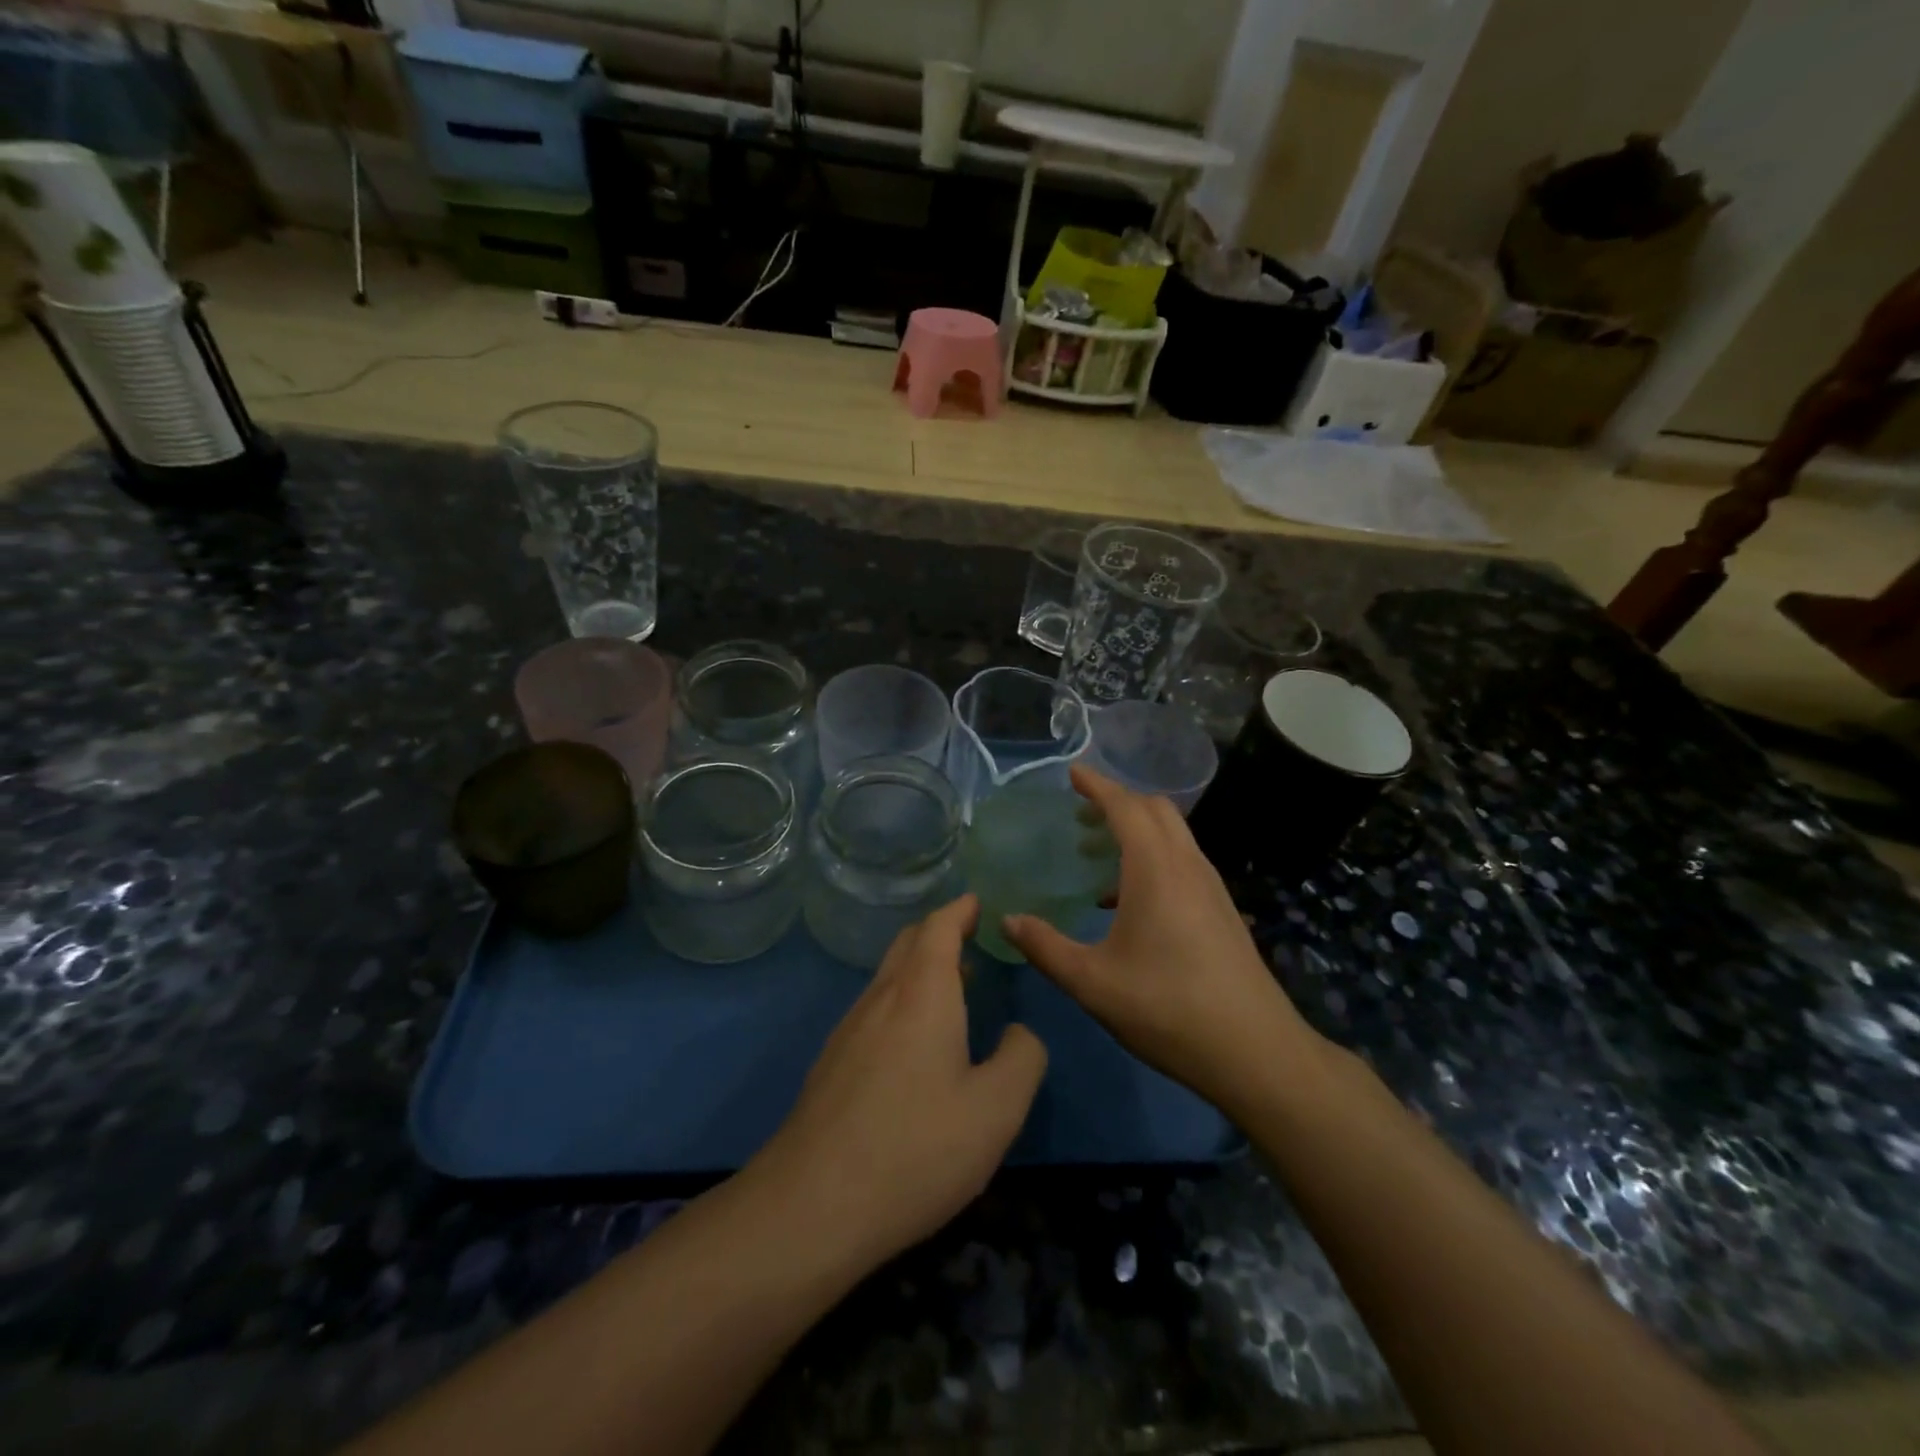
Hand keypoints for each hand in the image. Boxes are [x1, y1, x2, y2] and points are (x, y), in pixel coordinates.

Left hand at [752, 895, 1046, 1267]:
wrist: (813, 1205)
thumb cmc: (916, 1147)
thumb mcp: (997, 1110)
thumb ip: (1022, 1059)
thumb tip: (1017, 1033)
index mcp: (921, 993)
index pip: (939, 927)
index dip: (960, 909)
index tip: (978, 902)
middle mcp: (881, 997)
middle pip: (909, 943)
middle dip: (940, 931)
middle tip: (970, 936)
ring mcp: (849, 1029)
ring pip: (888, 976)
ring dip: (920, 967)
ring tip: (953, 984)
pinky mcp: (831, 1062)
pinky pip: (874, 1008)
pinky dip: (902, 999)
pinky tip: (915, 1041)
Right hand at [1002, 766, 1320, 1117]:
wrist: (1256, 1052)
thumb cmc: (1167, 1009)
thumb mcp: (1092, 982)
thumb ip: (1045, 947)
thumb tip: (1008, 922)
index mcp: (1156, 869)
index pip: (1125, 806)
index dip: (1097, 785)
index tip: (1072, 773)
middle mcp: (1187, 866)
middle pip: (1155, 810)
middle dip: (1117, 802)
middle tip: (1079, 815)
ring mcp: (1211, 887)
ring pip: (1173, 835)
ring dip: (1137, 830)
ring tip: (1097, 854)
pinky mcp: (1222, 910)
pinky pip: (1183, 861)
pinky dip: (1153, 856)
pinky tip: (1128, 901)